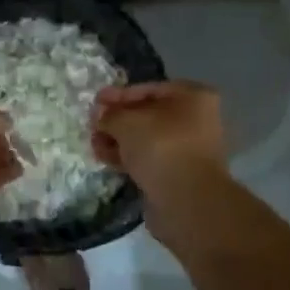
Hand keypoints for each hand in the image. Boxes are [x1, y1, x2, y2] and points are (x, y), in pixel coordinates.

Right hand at [92, 81, 229, 202]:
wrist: (187, 200)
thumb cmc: (161, 146)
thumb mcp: (127, 122)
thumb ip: (109, 115)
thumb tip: (100, 116)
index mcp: (193, 97)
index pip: (149, 89)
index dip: (118, 95)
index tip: (95, 101)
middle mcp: (196, 119)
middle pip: (148, 114)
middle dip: (118, 120)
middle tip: (93, 124)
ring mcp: (189, 148)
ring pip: (147, 138)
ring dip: (120, 139)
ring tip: (94, 143)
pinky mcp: (179, 173)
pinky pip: (149, 158)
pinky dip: (129, 156)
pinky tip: (106, 158)